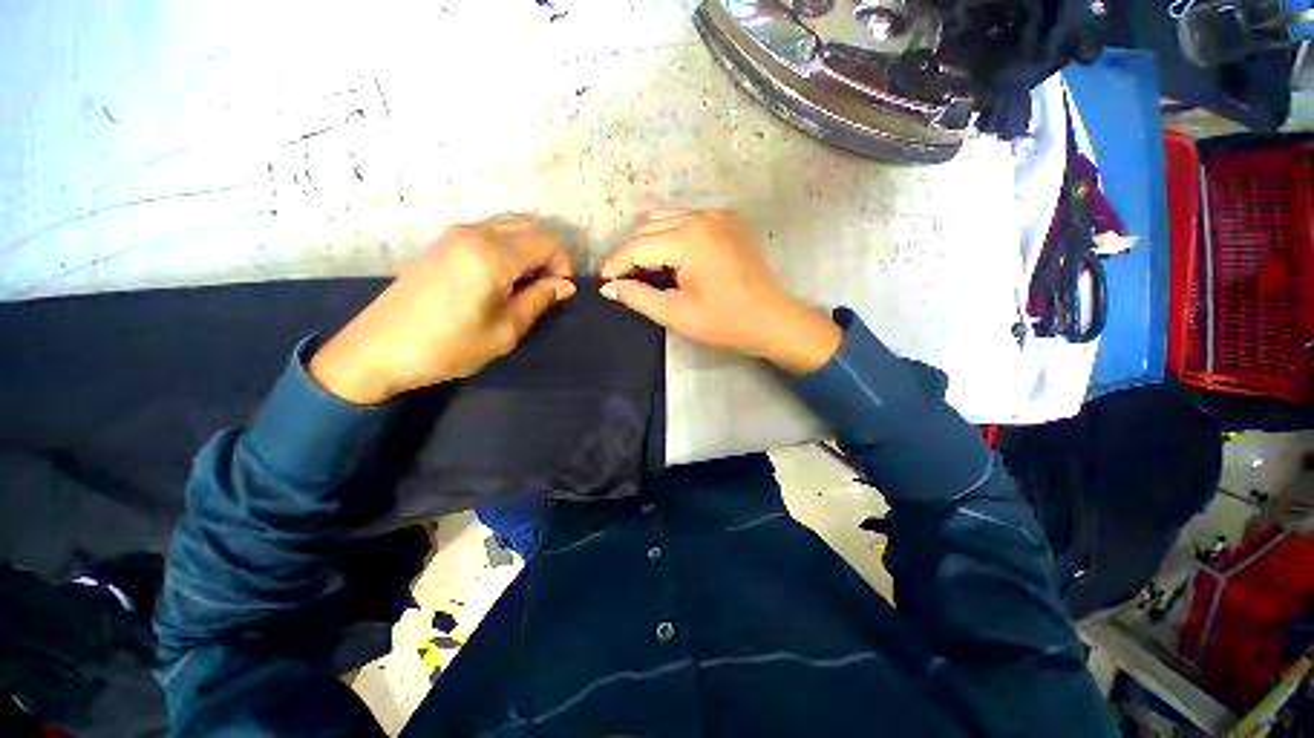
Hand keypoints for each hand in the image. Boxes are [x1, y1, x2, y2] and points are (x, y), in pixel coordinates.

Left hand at [310, 215, 575, 403]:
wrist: (377, 349)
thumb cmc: (447, 347)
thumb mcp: (504, 331)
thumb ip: (538, 301)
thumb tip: (565, 286)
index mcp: (493, 255)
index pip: (547, 241)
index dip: (563, 264)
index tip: (561, 292)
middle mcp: (475, 233)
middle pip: (530, 226)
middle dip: (549, 254)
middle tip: (547, 288)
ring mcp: (455, 233)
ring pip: (510, 225)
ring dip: (529, 249)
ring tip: (526, 284)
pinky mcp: (442, 242)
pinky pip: (489, 231)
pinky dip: (509, 247)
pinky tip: (502, 277)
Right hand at [600, 209, 840, 374]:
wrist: (773, 320)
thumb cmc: (725, 322)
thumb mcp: (677, 315)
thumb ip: (639, 297)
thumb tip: (609, 288)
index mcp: (690, 239)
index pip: (639, 245)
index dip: (616, 264)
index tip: (603, 282)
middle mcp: (702, 217)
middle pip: (650, 227)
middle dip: (631, 253)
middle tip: (624, 281)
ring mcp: (718, 215)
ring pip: (667, 219)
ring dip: (649, 241)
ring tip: (645, 270)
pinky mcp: (728, 222)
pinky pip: (687, 220)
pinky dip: (670, 235)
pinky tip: (670, 258)